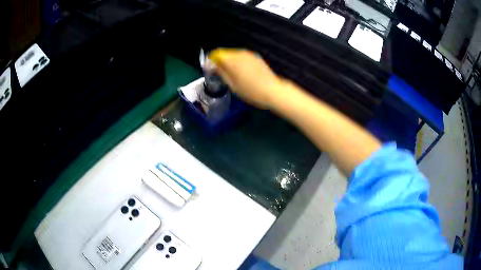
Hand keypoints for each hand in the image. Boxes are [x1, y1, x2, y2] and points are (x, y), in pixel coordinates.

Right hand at [209, 48, 282, 108]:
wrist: (273, 91)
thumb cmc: (251, 91)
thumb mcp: (232, 84)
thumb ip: (220, 72)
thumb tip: (210, 65)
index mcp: (232, 59)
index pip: (216, 54)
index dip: (211, 62)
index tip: (211, 71)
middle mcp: (240, 53)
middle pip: (225, 54)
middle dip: (221, 62)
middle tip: (221, 75)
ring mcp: (249, 54)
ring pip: (234, 55)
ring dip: (230, 62)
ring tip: (233, 76)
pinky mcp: (256, 57)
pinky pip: (243, 57)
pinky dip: (239, 63)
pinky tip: (243, 74)